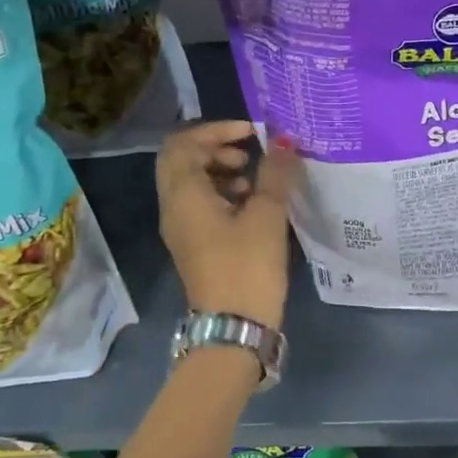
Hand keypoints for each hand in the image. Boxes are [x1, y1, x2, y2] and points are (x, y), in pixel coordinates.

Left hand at [156, 120, 300, 329]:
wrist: (234, 328)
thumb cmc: (247, 266)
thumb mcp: (266, 215)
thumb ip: (274, 173)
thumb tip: (284, 141)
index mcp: (183, 194)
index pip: (183, 143)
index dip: (216, 129)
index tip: (251, 133)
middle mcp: (173, 207)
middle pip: (182, 160)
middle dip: (215, 147)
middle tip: (248, 151)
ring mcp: (180, 228)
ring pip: (190, 182)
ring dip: (219, 170)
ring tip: (253, 178)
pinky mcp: (193, 244)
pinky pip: (199, 204)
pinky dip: (221, 193)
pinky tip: (251, 203)